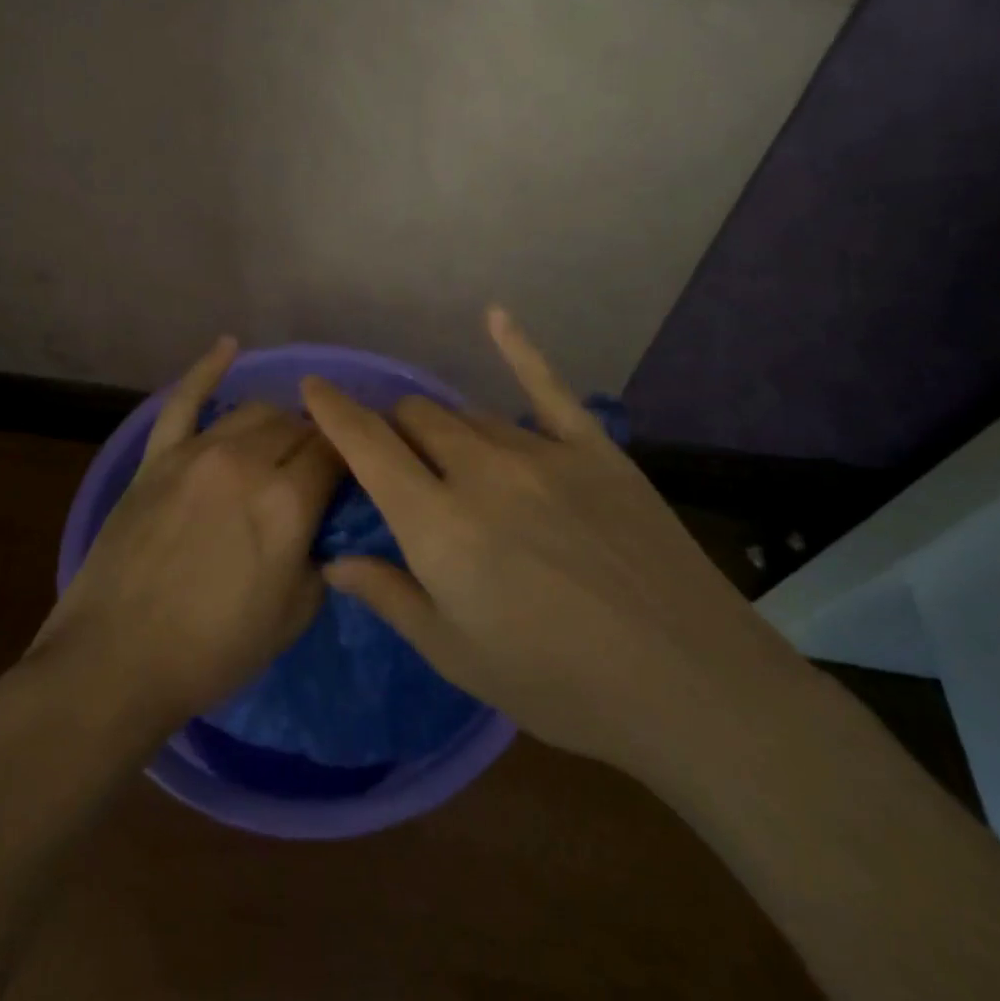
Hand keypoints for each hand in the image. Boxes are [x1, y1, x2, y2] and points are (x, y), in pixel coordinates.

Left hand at [27, 336, 344, 731]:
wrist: (117, 660)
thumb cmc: (214, 650)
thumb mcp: (294, 615)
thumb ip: (323, 557)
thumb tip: (324, 526)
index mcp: (287, 502)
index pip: (337, 453)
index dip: (353, 458)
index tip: (356, 471)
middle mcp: (245, 462)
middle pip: (298, 427)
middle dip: (317, 443)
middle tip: (316, 472)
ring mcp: (196, 453)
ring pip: (253, 411)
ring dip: (277, 422)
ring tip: (280, 442)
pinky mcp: (156, 457)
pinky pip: (184, 400)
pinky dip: (207, 368)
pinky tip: (228, 346)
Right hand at [301, 308, 819, 789]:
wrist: (687, 682)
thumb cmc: (557, 684)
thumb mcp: (457, 656)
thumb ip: (391, 596)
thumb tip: (335, 559)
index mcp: (438, 525)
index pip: (368, 448)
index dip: (334, 412)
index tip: (312, 387)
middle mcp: (480, 472)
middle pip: (416, 419)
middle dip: (393, 429)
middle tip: (397, 460)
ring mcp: (540, 453)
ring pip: (468, 413)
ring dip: (444, 426)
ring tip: (448, 452)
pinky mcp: (593, 448)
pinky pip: (547, 386)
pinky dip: (517, 348)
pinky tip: (496, 316)